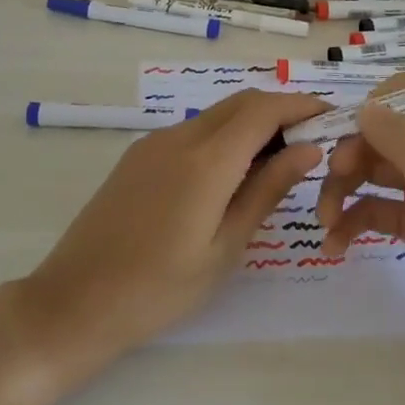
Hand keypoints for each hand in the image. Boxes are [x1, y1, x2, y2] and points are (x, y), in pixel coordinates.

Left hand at [10, 90, 328, 393]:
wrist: (72, 302)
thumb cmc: (158, 289)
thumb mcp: (224, 248)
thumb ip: (267, 190)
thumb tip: (308, 148)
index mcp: (207, 160)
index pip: (264, 109)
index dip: (302, 106)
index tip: (332, 119)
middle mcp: (181, 136)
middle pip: (242, 102)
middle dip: (281, 111)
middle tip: (311, 143)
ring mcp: (155, 143)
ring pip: (217, 114)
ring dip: (252, 124)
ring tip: (278, 162)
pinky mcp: (139, 155)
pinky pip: (193, 131)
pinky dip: (224, 137)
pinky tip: (232, 174)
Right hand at [317, 80, 404, 392]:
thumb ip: (404, 139)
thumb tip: (366, 106)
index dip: (387, 98)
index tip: (352, 119)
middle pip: (392, 132)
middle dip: (357, 150)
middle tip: (332, 175)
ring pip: (378, 169)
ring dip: (347, 187)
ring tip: (324, 220)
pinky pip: (378, 208)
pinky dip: (354, 220)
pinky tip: (335, 244)